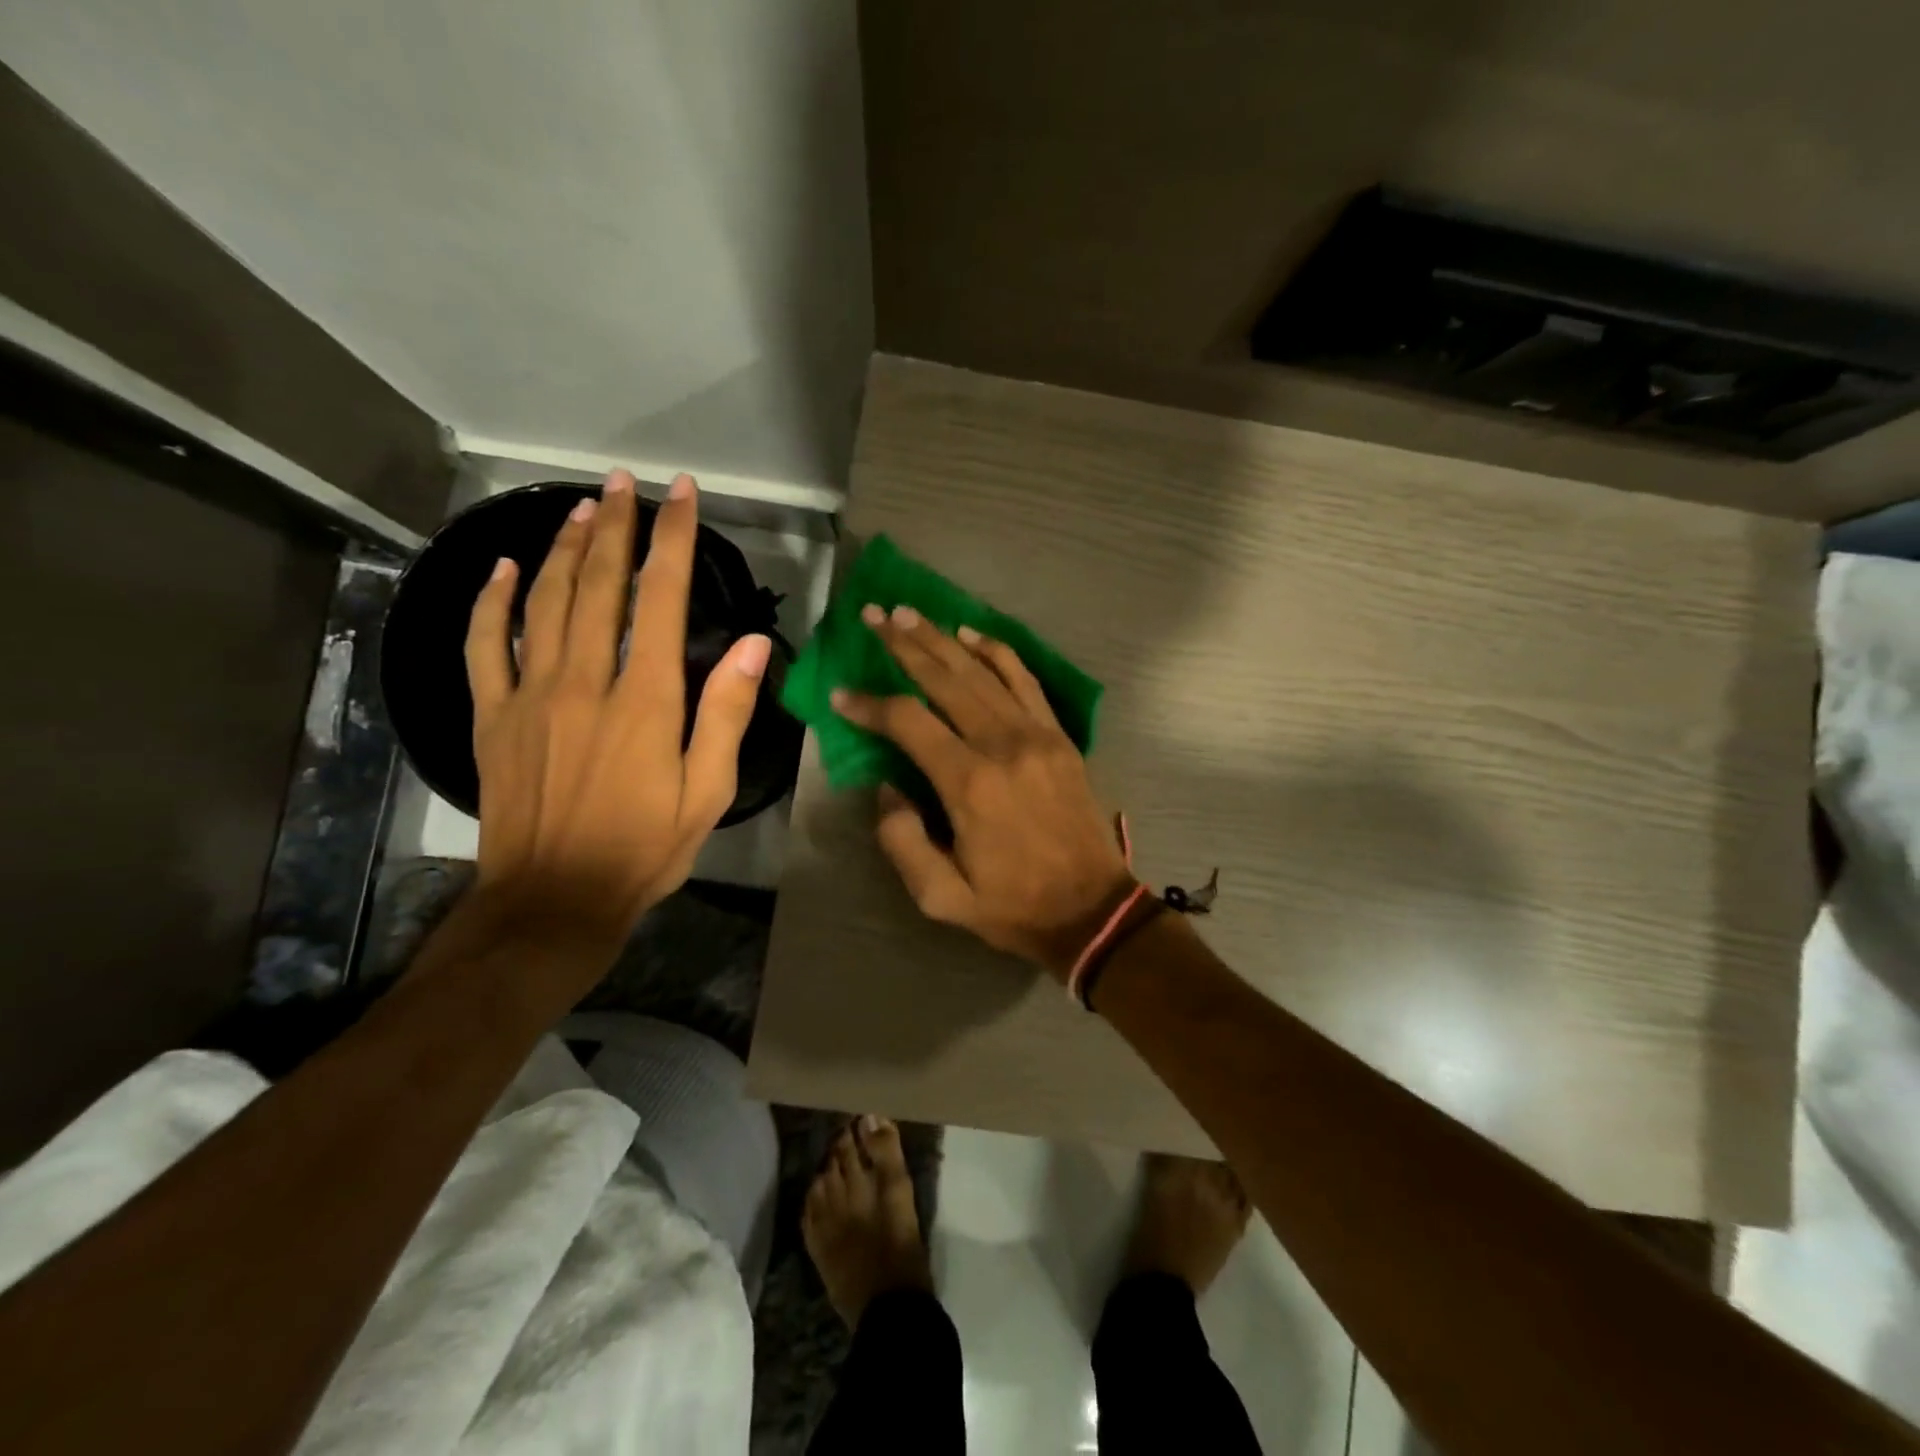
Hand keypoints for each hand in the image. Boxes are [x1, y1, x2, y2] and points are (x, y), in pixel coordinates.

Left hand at [465, 469, 770, 960]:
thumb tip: (752, 646)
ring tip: (583, 507)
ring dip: (564, 548)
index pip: (660, 600)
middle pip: (598, 586)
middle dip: (616, 526)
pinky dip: (493, 601)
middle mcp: (585, 683)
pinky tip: (504, 568)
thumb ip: (726, 715)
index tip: (681, 495)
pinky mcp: (492, 716)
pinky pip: (486, 645)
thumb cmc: (645, 849)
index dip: (672, 541)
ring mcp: (530, 696)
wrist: (554, 900)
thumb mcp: (707, 792)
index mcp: (645, 701)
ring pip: (545, 602)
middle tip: (626, 482)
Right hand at [832, 606, 1133, 980]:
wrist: (1092, 910)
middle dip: (903, 645)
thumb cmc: (1013, 906)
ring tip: (909, 614)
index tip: (841, 695)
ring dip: (942, 639)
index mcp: (968, 783)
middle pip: (945, 678)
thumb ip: (901, 840)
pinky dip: (996, 651)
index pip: (908, 722)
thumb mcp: (941, 897)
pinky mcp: (1058, 736)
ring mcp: (1036, 734)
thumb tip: (886, 788)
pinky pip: (1024, 679)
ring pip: (981, 671)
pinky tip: (970, 633)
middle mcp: (1002, 744)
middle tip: (873, 617)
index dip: (870, 704)